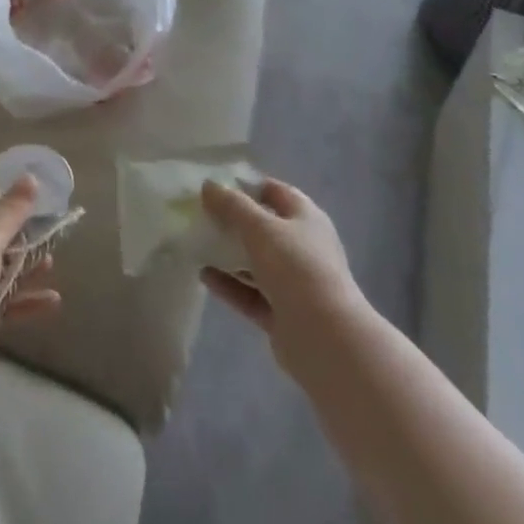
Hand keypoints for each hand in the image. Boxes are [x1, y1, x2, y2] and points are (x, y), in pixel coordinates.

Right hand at [199, 177, 363, 377]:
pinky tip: (203, 276)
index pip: (275, 192)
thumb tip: (209, 185)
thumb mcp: (260, 228)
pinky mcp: (283, 314)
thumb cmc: (296, 268)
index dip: (247, 186)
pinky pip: (251, 294)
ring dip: (229, 254)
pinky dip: (230, 285)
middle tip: (200, 215)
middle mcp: (303, 248)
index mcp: (306, 219)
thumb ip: (232, 205)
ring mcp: (295, 283)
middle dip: (233, 222)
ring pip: (256, 263)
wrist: (326, 338)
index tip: (215, 186)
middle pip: (264, 228)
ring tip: (196, 244)